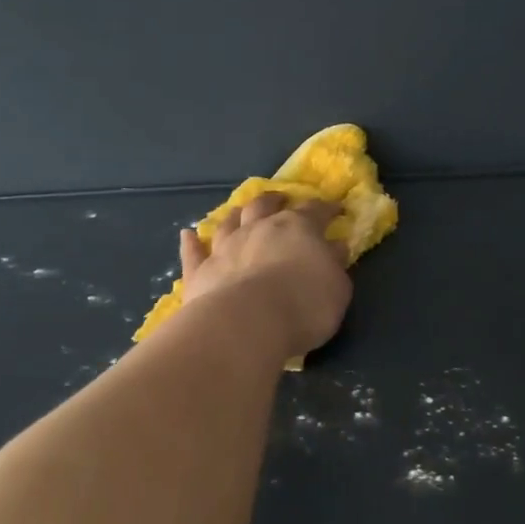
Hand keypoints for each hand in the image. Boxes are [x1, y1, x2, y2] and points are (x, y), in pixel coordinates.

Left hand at [180, 194, 351, 360]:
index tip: (336, 209)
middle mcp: (258, 229)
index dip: (326, 208)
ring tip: (240, 211)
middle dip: (275, 200)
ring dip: (236, 215)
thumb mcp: (336, 287)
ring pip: (229, 223)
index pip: (315, 211)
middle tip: (281, 199)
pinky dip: (191, 243)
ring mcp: (225, 248)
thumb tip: (334, 246)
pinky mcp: (200, 272)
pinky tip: (188, 235)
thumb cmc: (304, 306)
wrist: (247, 324)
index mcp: (297, 228)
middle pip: (265, 206)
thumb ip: (334, 265)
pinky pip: (194, 253)